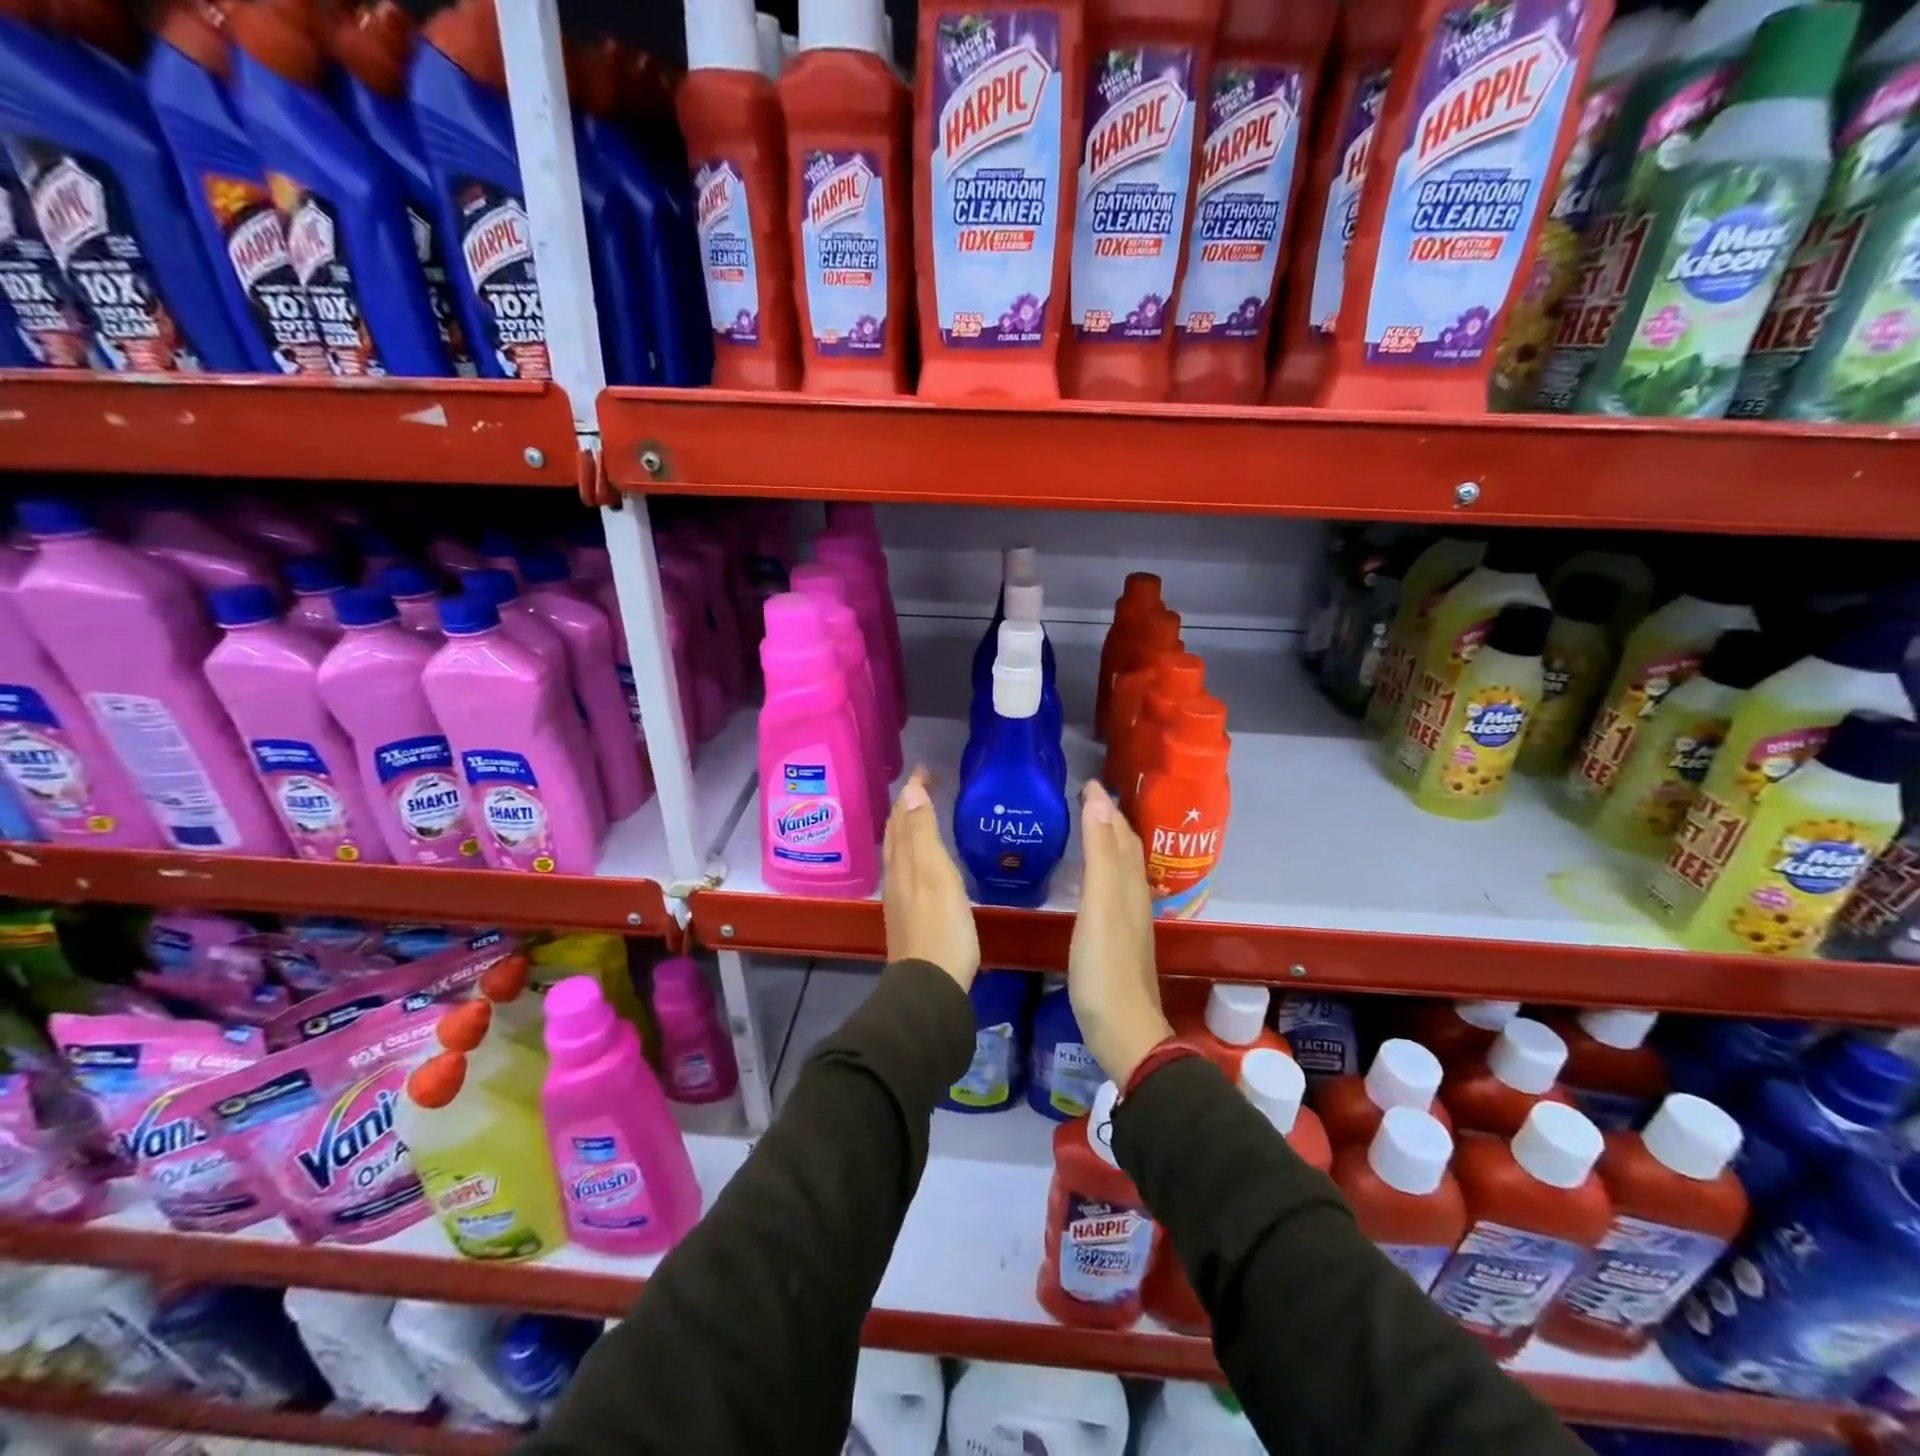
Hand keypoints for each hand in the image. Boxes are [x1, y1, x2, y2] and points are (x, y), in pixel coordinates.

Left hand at [882, 767, 979, 991]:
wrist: (931, 984)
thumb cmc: (941, 926)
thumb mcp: (936, 875)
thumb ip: (923, 835)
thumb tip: (910, 793)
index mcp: (903, 861)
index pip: (902, 816)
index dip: (911, 791)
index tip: (925, 770)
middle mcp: (896, 875)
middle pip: (896, 832)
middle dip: (906, 805)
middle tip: (923, 785)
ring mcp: (901, 896)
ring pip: (899, 850)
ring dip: (908, 827)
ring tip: (921, 813)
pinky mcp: (910, 914)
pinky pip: (907, 869)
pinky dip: (913, 850)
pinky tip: (924, 860)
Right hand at [1068, 780, 1170, 1085]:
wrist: (1122, 1029)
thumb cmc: (1105, 966)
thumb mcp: (1100, 904)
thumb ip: (1100, 853)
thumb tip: (1100, 799)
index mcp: (1129, 884)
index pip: (1120, 833)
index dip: (1106, 806)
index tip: (1087, 782)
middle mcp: (1133, 896)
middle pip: (1125, 848)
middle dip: (1109, 820)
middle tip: (1085, 798)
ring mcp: (1127, 920)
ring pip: (1120, 869)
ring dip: (1107, 844)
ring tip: (1087, 828)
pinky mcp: (1116, 940)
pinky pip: (1111, 890)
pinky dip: (1101, 871)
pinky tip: (1089, 882)